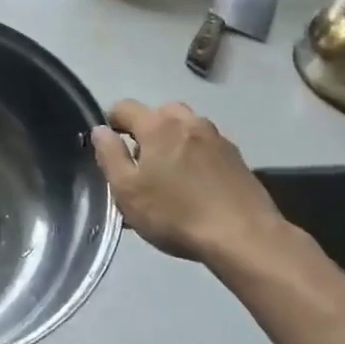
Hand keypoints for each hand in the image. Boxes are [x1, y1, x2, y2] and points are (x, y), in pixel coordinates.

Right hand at [90, 100, 303, 278]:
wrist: (243, 236)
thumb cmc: (175, 214)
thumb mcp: (127, 190)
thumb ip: (109, 155)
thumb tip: (100, 130)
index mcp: (158, 124)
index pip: (124, 107)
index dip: (111, 123)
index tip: (109, 149)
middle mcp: (188, 121)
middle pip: (159, 113)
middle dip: (146, 130)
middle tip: (141, 163)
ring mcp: (217, 137)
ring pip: (186, 128)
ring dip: (173, 141)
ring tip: (170, 175)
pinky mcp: (237, 157)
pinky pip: (206, 146)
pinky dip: (195, 156)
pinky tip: (196, 186)